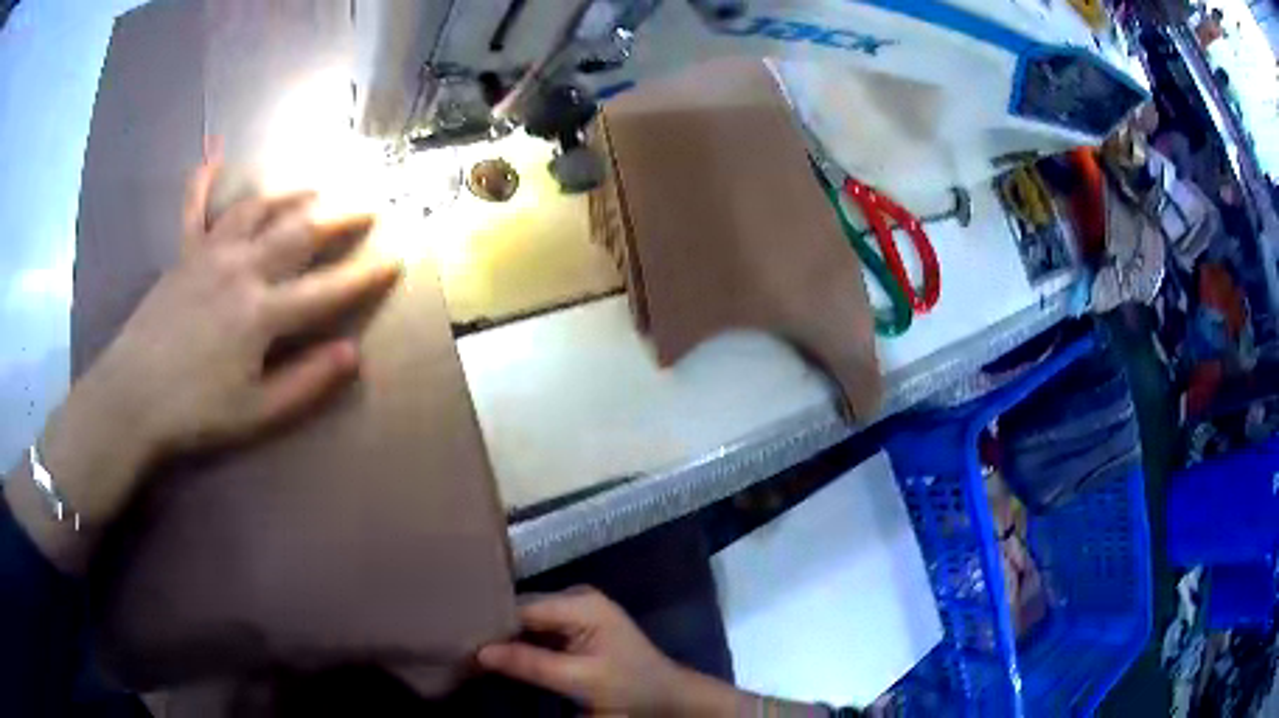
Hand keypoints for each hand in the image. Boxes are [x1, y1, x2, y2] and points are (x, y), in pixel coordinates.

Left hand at [36, 143, 400, 530]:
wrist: (131, 399)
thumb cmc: (194, 412)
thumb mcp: (256, 413)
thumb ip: (306, 383)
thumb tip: (352, 354)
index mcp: (261, 313)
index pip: (327, 290)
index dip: (366, 275)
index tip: (397, 258)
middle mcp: (241, 269)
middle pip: (299, 231)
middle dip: (340, 215)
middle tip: (369, 202)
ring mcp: (209, 254)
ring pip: (257, 209)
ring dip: (290, 194)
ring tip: (314, 188)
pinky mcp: (182, 254)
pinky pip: (194, 207)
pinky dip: (203, 178)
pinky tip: (214, 153)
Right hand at [478, 588, 741, 716]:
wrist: (666, 697)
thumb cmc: (630, 687)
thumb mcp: (580, 679)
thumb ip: (531, 664)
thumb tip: (479, 652)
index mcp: (580, 603)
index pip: (520, 606)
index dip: (489, 621)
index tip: (457, 634)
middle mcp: (575, 598)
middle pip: (521, 610)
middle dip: (493, 627)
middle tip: (458, 642)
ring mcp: (575, 612)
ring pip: (526, 621)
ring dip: (503, 636)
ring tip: (468, 645)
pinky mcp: (574, 628)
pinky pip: (537, 631)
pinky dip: (519, 643)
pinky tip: (496, 652)